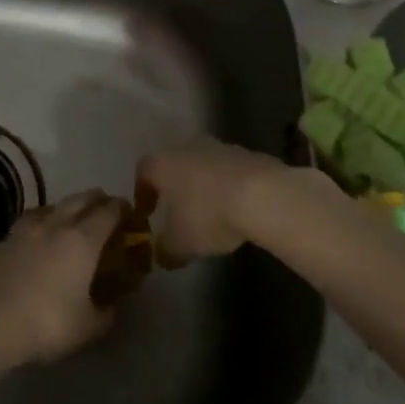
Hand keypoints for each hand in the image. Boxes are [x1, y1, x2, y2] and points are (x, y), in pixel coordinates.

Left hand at [0, 190, 124, 370]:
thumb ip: (107, 313)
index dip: (122, 209)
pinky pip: (28, 222)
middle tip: (106, 210)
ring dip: (67, 208)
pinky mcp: (3, 238)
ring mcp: (25, 227)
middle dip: (97, 200)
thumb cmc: (46, 324)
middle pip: (81, 198)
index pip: (108, 211)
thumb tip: (116, 304)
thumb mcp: (88, 328)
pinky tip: (37, 239)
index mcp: (82, 239)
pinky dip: (41, 225)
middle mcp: (55, 223)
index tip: (129, 213)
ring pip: (53, 205)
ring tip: (71, 221)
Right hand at [136, 138, 293, 264]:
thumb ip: (166, 250)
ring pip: (202, 165)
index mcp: (162, 164)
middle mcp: (185, 148)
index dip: (142, 194)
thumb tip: (161, 256)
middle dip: (173, 186)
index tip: (146, 214)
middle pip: (173, 164)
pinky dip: (227, 185)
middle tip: (177, 210)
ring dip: (202, 184)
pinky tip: (236, 206)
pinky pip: (228, 170)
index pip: (143, 173)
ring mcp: (218, 147)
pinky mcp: (246, 153)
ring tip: (209, 210)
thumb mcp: (181, 243)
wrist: (262, 195)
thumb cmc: (208, 215)